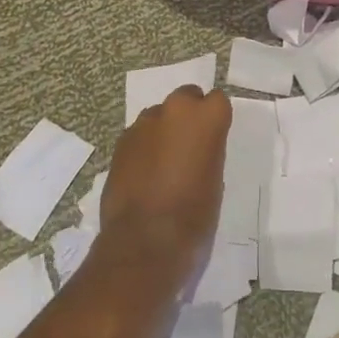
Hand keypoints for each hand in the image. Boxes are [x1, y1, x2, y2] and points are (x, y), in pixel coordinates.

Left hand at [97, 85, 231, 288]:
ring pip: (159, 116)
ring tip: (163, 163)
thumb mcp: (215, 177)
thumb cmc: (194, 213)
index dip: (215, 118)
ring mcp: (143, 124)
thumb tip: (197, 148)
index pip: (218, 100)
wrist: (145, 239)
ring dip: (163, 130)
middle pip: (186, 97)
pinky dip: (143, 147)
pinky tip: (143, 174)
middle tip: (189, 146)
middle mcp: (175, 110)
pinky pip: (139, 135)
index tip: (213, 137)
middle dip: (188, 115)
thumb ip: (207, 149)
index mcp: (206, 117)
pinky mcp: (120, 142)